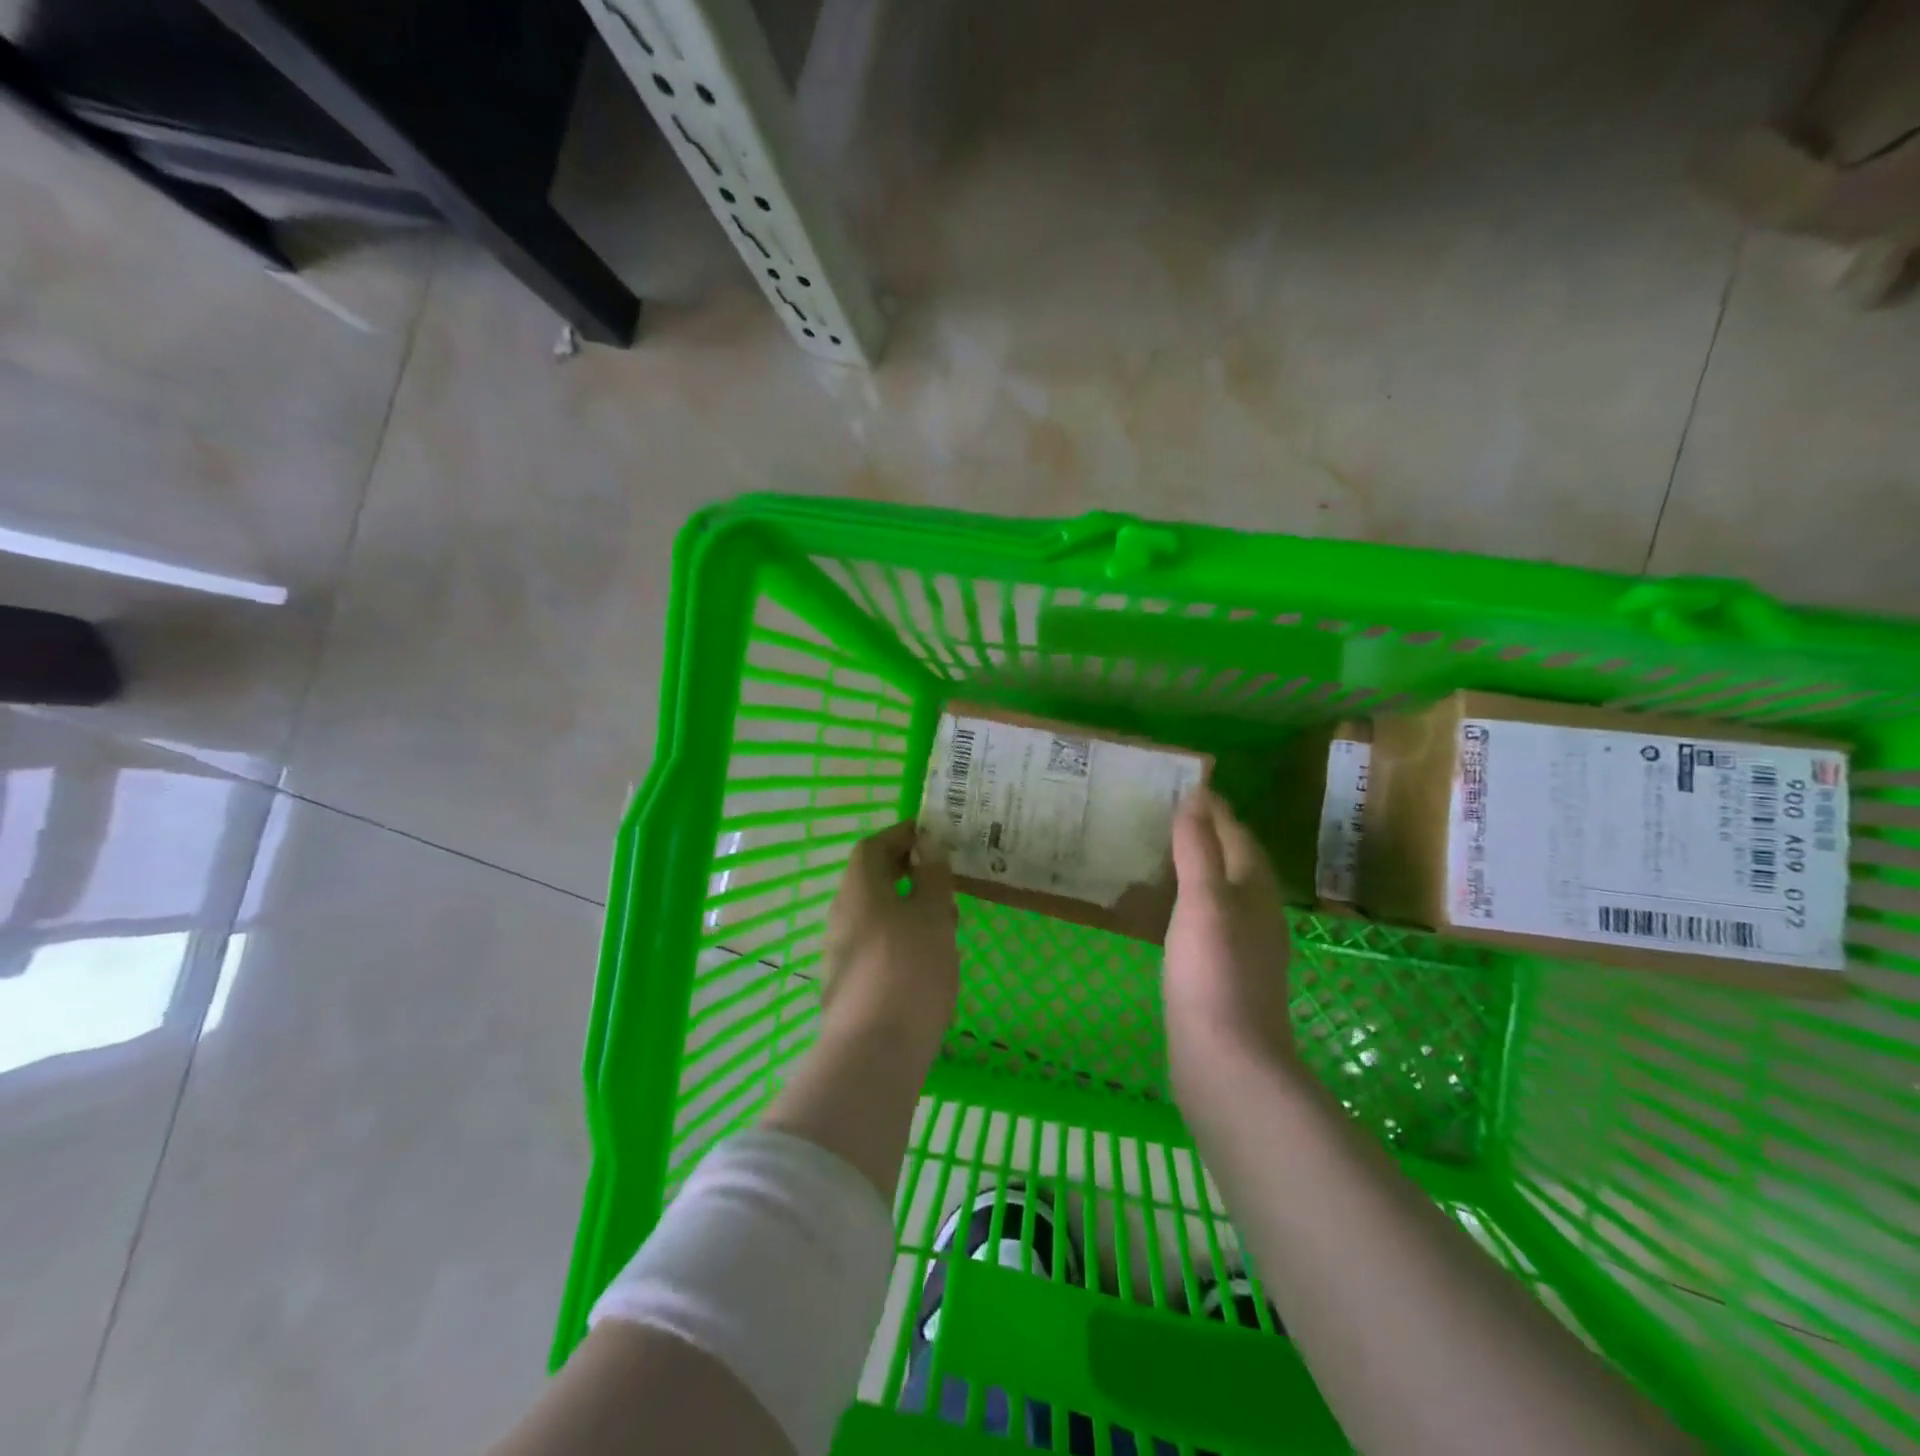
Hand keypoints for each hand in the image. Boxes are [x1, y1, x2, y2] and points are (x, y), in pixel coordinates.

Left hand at [821, 821, 959, 1056]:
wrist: (874, 1051)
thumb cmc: (909, 970)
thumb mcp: (932, 916)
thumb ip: (932, 877)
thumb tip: (928, 846)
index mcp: (859, 889)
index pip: (873, 847)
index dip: (901, 836)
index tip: (931, 837)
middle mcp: (842, 915)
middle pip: (872, 880)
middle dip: (909, 874)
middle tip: (944, 882)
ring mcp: (841, 952)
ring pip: (876, 915)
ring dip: (908, 909)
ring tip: (946, 923)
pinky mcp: (848, 985)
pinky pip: (876, 946)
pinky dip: (901, 940)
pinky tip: (929, 961)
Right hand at [1164, 789, 1296, 1087]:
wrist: (1227, 1061)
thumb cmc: (1212, 971)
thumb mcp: (1202, 900)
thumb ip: (1198, 848)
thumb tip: (1197, 796)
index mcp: (1254, 891)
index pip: (1239, 837)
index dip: (1217, 811)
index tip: (1191, 786)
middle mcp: (1259, 915)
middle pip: (1239, 863)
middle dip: (1214, 835)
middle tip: (1176, 815)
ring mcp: (1247, 948)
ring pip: (1229, 893)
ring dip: (1206, 869)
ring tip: (1171, 855)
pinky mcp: (1230, 975)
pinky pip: (1215, 920)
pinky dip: (1197, 902)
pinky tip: (1178, 912)